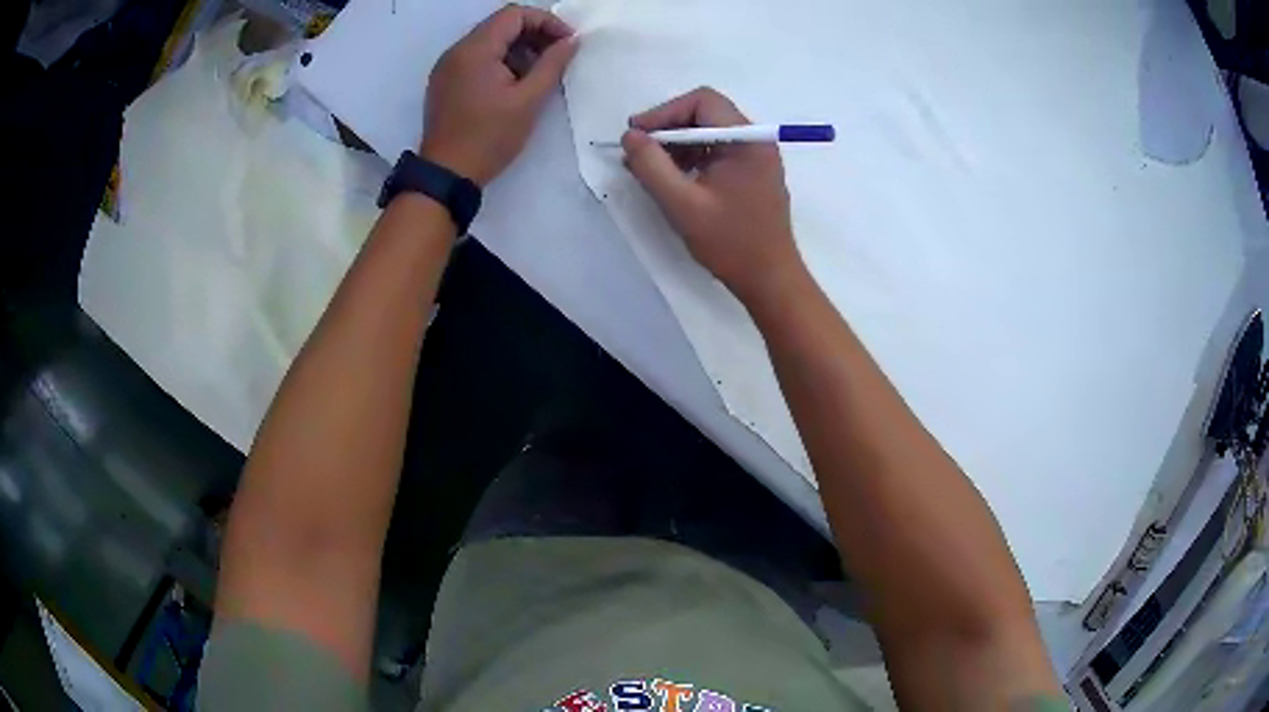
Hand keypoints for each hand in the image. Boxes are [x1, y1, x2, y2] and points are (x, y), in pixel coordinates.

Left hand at [420, 5, 576, 185]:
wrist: (446, 174)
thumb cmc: (489, 138)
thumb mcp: (528, 101)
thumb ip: (552, 64)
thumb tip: (571, 41)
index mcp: (475, 50)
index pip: (514, 14)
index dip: (546, 21)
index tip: (567, 42)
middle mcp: (456, 51)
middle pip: (500, 24)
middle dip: (533, 33)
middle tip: (557, 56)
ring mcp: (447, 66)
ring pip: (488, 40)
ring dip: (518, 48)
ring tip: (539, 72)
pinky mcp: (445, 82)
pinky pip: (476, 58)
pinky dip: (499, 61)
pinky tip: (514, 83)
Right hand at [622, 87, 804, 304]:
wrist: (770, 280)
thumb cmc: (730, 243)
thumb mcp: (682, 204)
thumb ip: (651, 166)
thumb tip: (630, 136)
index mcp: (747, 140)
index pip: (702, 101)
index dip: (665, 112)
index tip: (637, 135)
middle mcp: (755, 141)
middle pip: (705, 113)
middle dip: (668, 128)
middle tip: (639, 151)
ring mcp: (755, 158)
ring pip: (708, 133)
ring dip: (676, 144)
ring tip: (648, 169)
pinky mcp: (751, 174)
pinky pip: (716, 152)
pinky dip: (691, 159)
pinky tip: (671, 179)